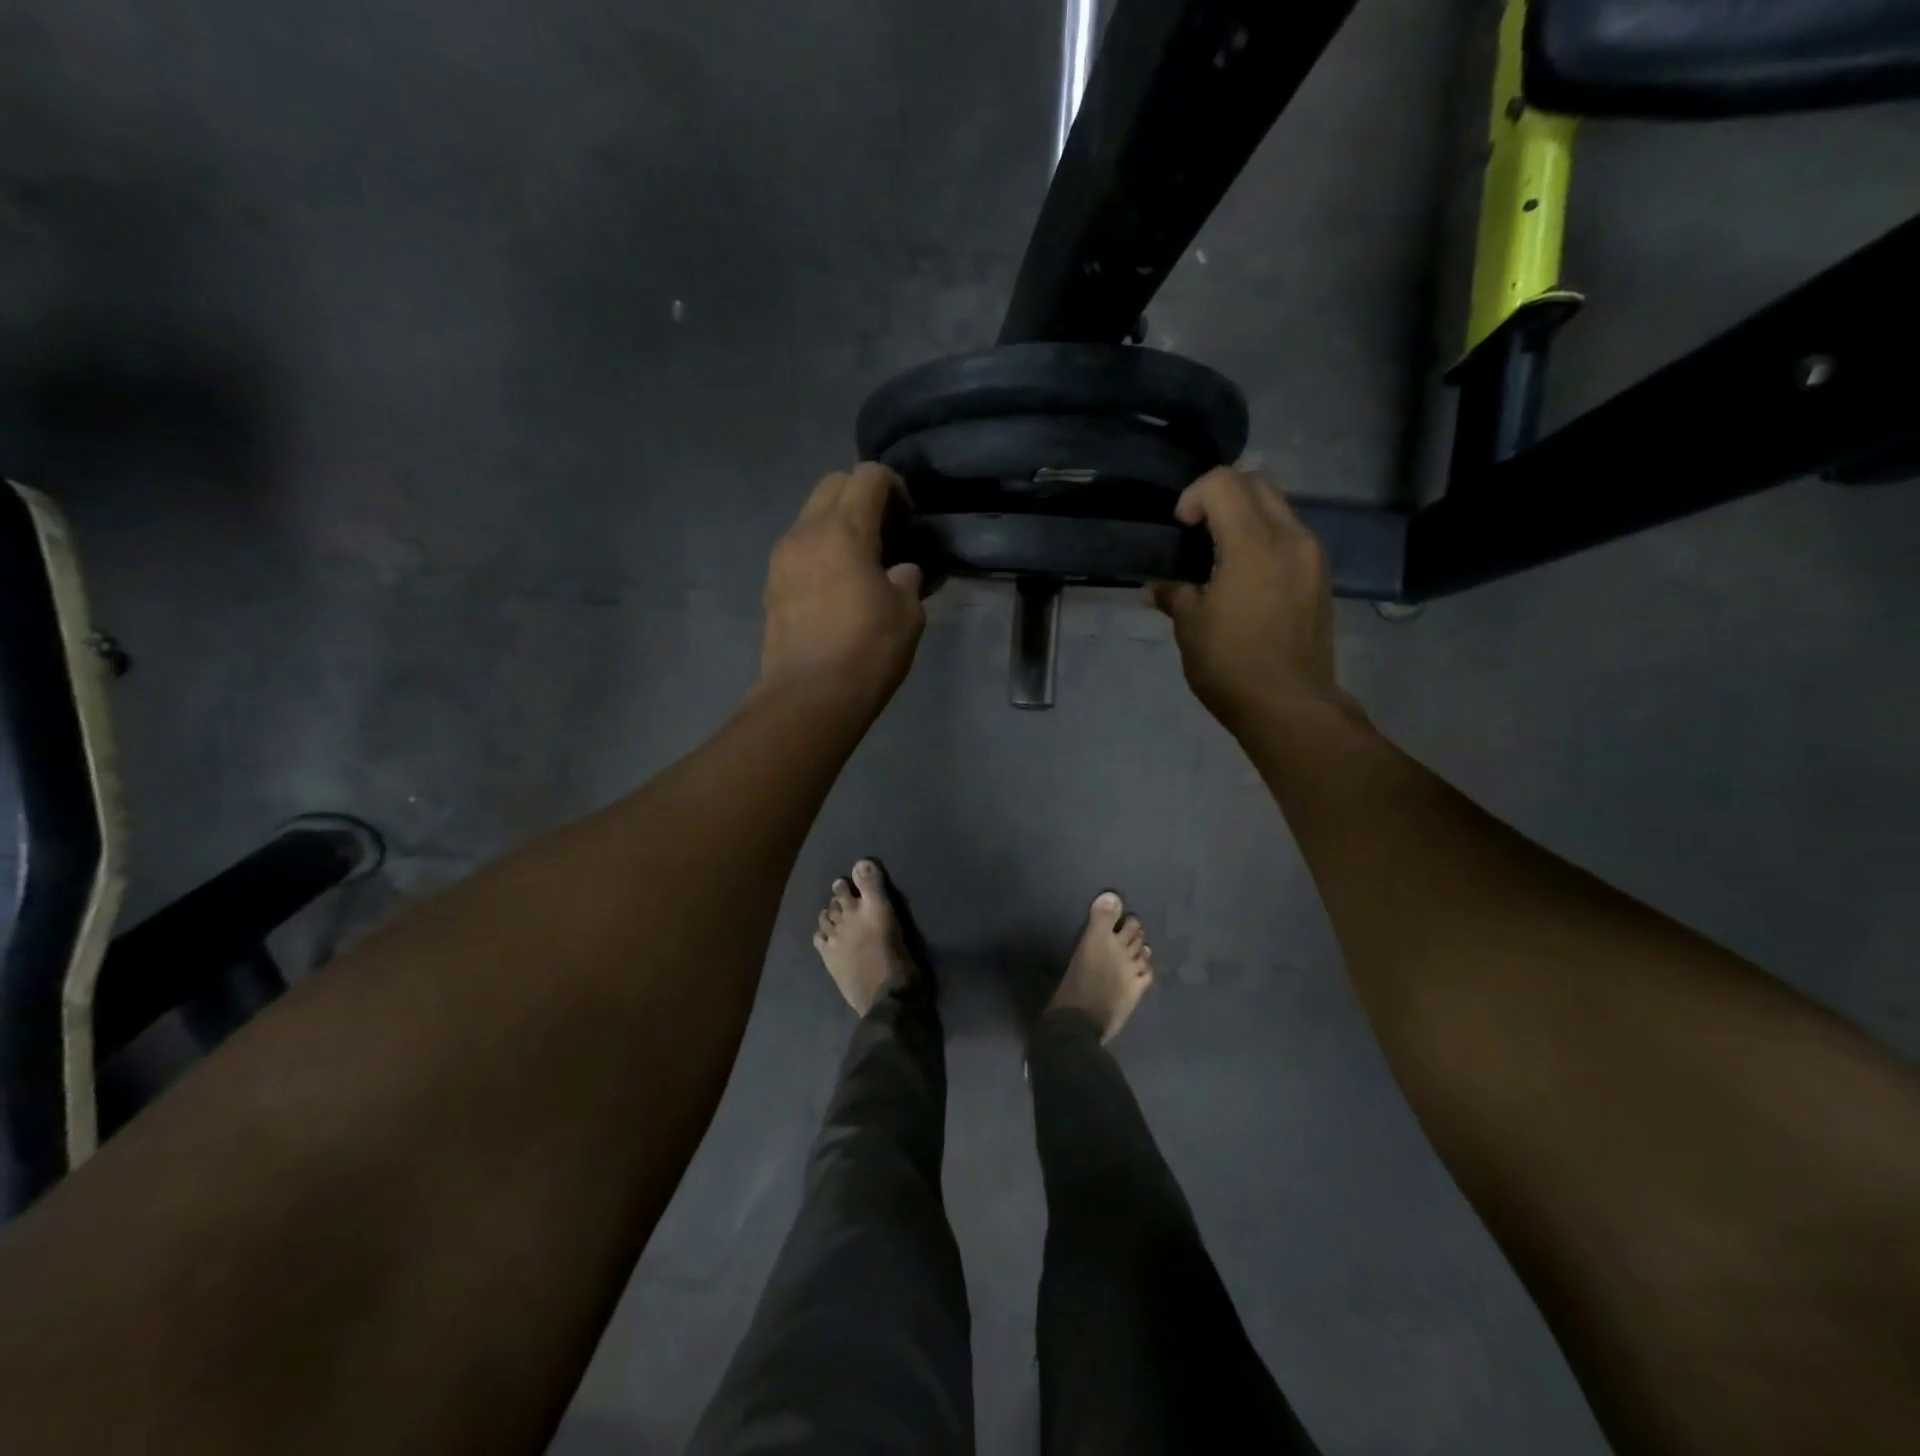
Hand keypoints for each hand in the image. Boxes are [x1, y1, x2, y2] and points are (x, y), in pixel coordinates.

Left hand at [760, 463, 925, 707]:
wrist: (809, 696)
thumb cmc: (867, 650)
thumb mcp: (907, 613)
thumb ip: (907, 579)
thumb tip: (901, 571)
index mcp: (843, 530)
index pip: (868, 476)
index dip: (894, 486)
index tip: (908, 517)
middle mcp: (805, 532)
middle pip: (832, 485)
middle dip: (861, 495)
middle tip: (885, 529)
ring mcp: (781, 559)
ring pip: (810, 516)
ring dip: (837, 523)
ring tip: (860, 560)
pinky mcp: (771, 586)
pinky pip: (798, 549)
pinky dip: (819, 551)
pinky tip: (836, 586)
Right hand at [1149, 468, 1354, 730]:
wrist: (1290, 706)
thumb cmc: (1231, 665)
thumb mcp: (1190, 627)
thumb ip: (1174, 594)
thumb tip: (1158, 586)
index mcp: (1254, 544)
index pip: (1223, 483)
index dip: (1193, 496)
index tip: (1180, 530)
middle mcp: (1291, 538)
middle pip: (1256, 483)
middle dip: (1220, 496)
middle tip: (1197, 534)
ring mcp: (1312, 556)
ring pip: (1278, 508)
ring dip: (1245, 517)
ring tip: (1220, 557)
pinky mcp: (1320, 577)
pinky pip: (1290, 536)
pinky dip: (1264, 539)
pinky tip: (1246, 578)